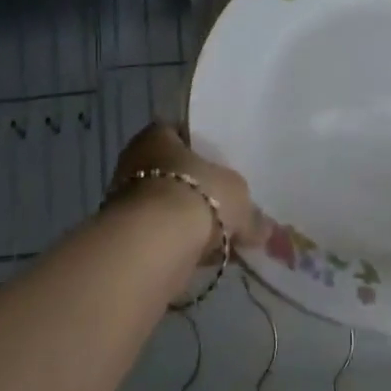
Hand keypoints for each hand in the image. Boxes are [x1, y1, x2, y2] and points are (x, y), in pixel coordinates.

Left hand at [106, 123, 258, 248]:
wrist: (155, 244)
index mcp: (158, 135)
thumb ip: (252, 213)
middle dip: (194, 189)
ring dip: (184, 220)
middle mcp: (135, 160)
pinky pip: (159, 235)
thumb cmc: (197, 194)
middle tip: (222, 204)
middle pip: (171, 171)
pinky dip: (176, 244)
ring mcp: (125, 199)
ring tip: (215, 237)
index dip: (201, 149)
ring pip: (164, 206)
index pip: (179, 133)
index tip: (220, 165)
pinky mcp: (126, 235)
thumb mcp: (238, 197)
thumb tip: (265, 230)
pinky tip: (199, 257)